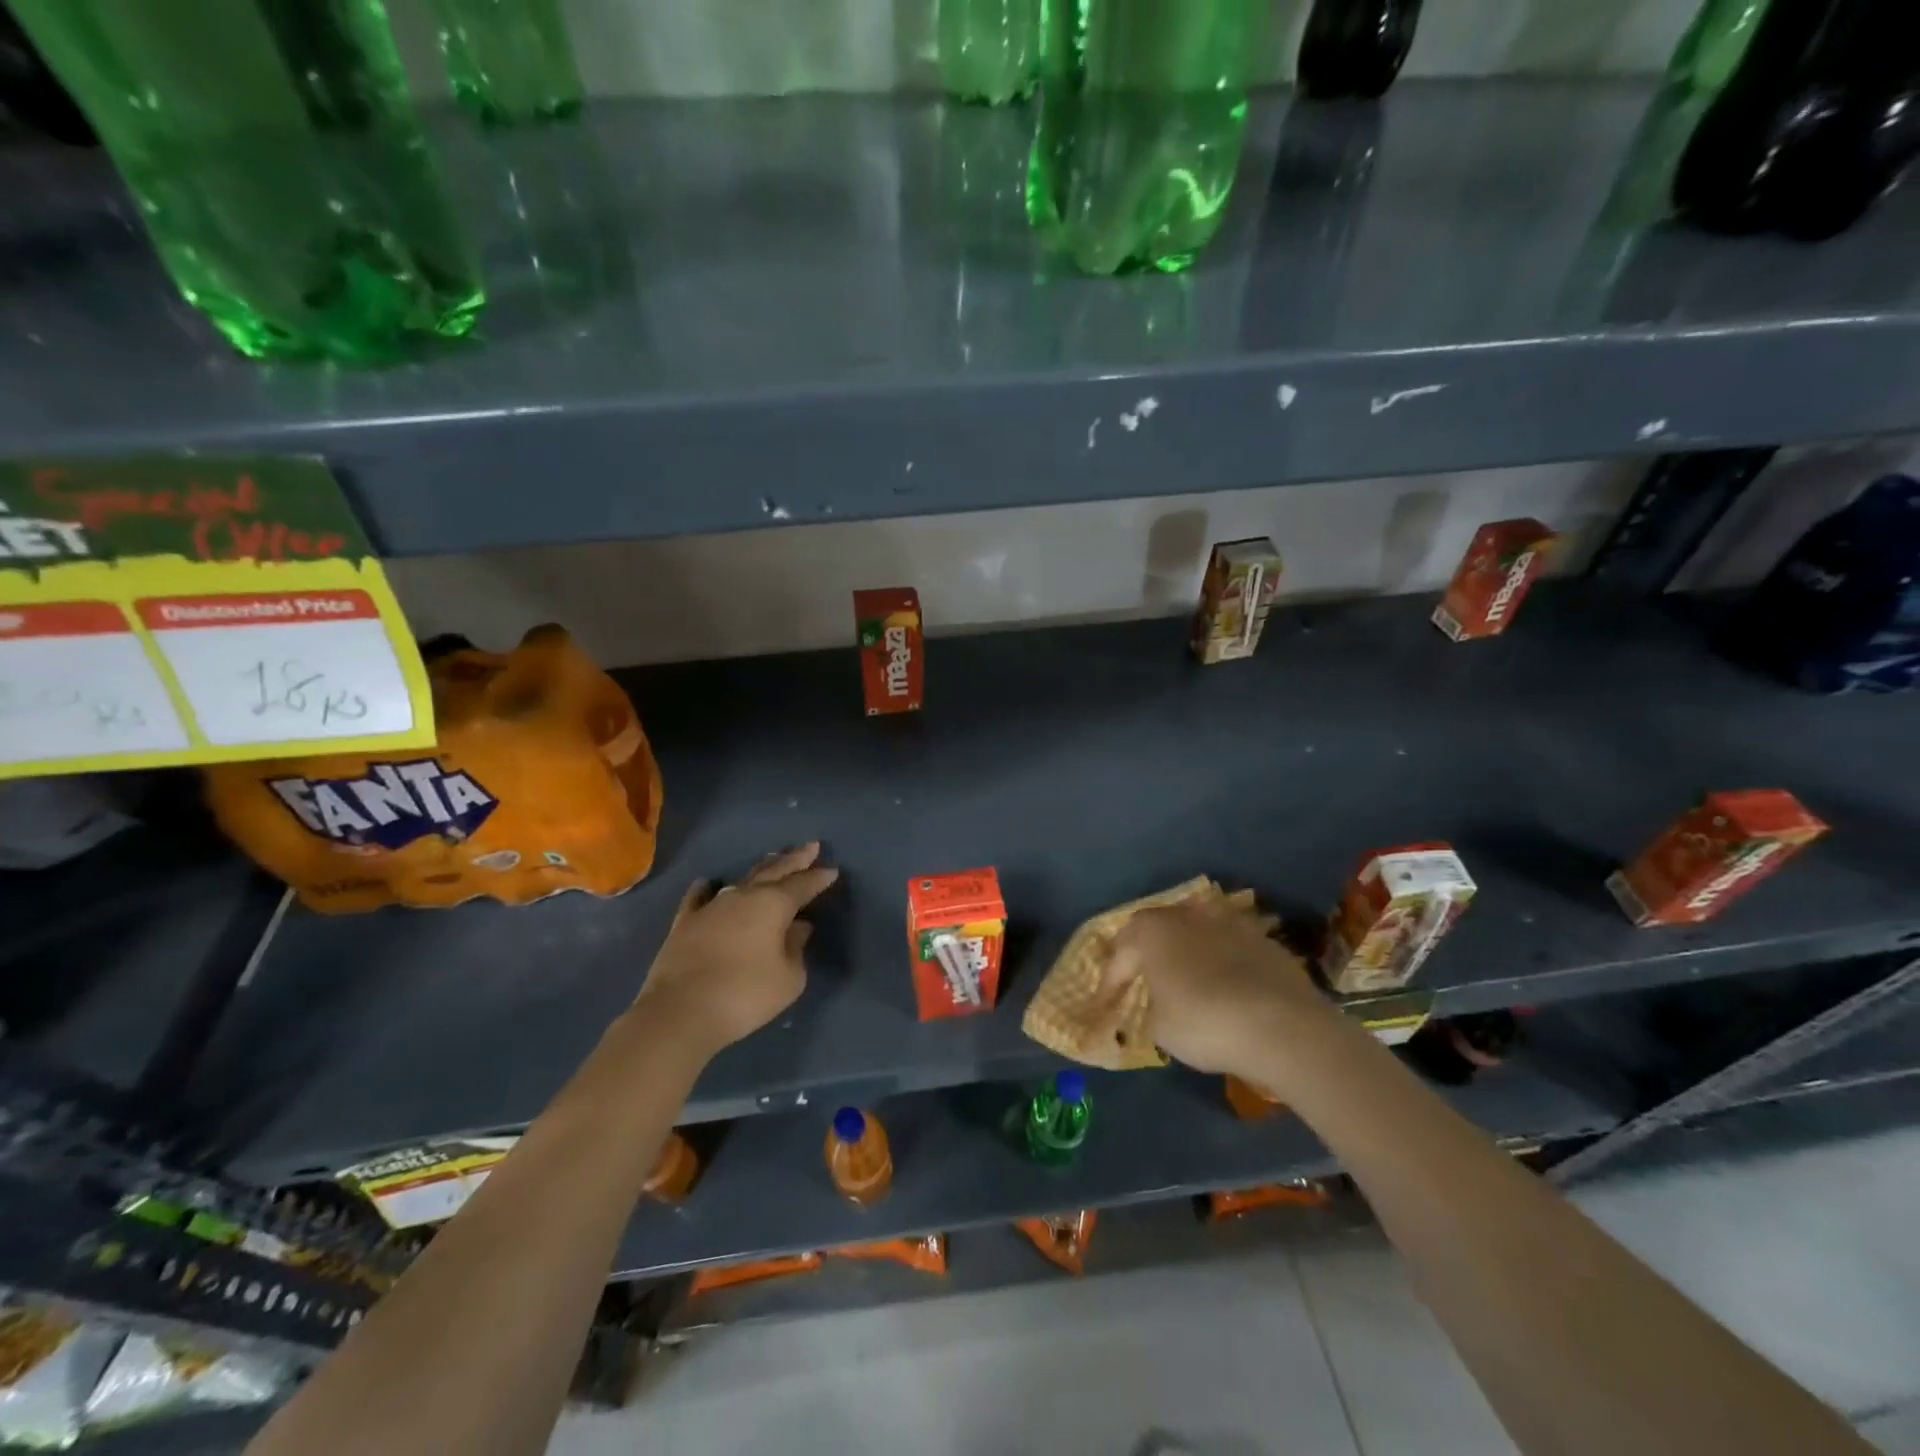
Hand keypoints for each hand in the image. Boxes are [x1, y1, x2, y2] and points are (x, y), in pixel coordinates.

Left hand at [630, 842, 838, 1058]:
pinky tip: (708, 883)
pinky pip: (698, 897)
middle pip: (774, 871)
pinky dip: (706, 888)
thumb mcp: (789, 978)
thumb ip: (796, 948)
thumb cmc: (745, 994)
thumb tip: (798, 927)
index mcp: (773, 905)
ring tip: (773, 859)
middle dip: (795, 859)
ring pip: (741, 879)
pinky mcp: (685, 922)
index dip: (819, 878)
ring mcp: (711, 906)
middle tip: (811, 847)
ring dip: (761, 869)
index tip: (832, 870)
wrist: (681, 1011)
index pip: (803, 885)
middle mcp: (744, 896)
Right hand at [1106, 897, 1328, 1078]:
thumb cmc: (1203, 1022)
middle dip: (1144, 952)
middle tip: (1138, 978)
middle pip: (1157, 929)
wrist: (1282, 1026)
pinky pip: (1230, 948)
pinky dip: (1221, 963)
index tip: (1105, 1007)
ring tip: (1183, 977)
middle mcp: (1187, 916)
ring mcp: (1229, 923)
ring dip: (1185, 951)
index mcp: (1152, 931)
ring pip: (1196, 932)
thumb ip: (1151, 1010)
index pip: (1121, 954)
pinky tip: (1224, 987)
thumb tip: (1159, 1007)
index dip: (1110, 982)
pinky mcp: (1264, 941)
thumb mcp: (1160, 1028)